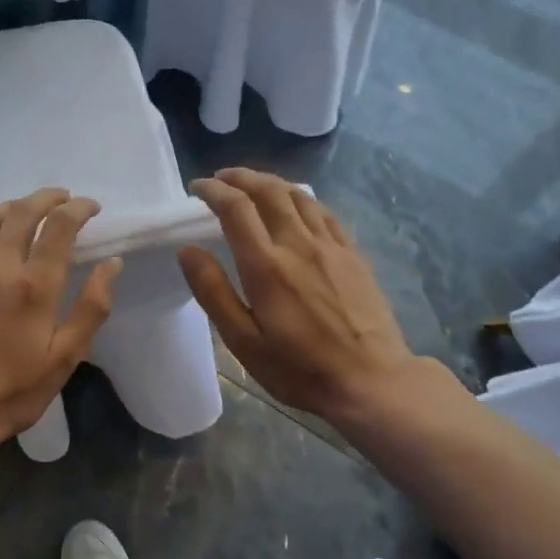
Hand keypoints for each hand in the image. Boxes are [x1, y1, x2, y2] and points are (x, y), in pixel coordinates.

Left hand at [0, 189, 120, 448]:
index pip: (60, 227)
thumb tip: (111, 264)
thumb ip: (92, 307)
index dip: (78, 209)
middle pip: (22, 213)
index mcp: (35, 286)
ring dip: (13, 207)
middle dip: (47, 198)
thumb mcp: (66, 357)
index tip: (91, 208)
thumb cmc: (14, 390)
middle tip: (62, 199)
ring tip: (27, 209)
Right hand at [180, 169, 436, 422]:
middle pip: (268, 191)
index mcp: (266, 266)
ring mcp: (331, 246)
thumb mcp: (244, 342)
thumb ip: (213, 292)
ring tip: (253, 185)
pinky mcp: (353, 255)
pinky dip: (302, 199)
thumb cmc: (299, 369)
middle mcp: (298, 244)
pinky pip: (324, 212)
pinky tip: (296, 205)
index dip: (213, 191)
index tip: (197, 189)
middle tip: (221, 179)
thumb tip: (188, 251)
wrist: (370, 381)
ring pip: (298, 196)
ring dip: (271, 182)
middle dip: (241, 177)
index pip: (235, 208)